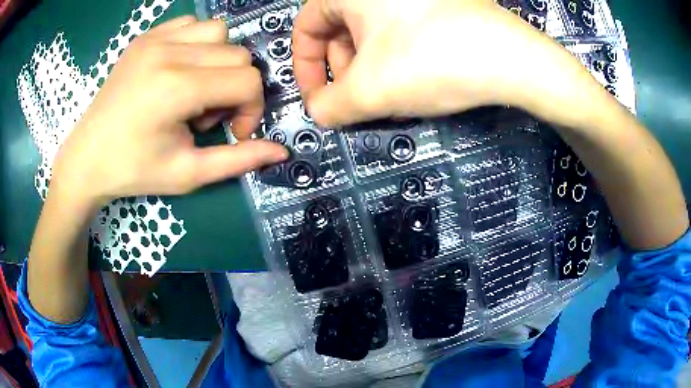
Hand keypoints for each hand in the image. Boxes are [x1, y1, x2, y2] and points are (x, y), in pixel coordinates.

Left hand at [52, 16, 287, 206]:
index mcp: (177, 87)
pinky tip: (180, 70)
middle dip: (235, 87)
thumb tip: (281, 152)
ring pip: (219, 32)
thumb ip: (238, 160)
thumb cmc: (133, 171)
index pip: (248, 80)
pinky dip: (198, 45)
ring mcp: (155, 39)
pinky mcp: (146, 36)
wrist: (86, 158)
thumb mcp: (187, 174)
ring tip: (194, 90)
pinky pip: (191, 24)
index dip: (251, 109)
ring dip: (220, 61)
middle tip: (206, 116)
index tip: (233, 132)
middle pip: (239, 54)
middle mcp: (169, 52)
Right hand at [292, 0, 602, 127]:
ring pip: (370, 31)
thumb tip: (318, 111)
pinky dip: (394, 56)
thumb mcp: (369, 90)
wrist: (512, 59)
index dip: (306, 67)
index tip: (319, 97)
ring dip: (369, 66)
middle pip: (338, 29)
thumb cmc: (434, 60)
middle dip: (342, 69)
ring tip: (388, 93)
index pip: (305, 27)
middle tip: (357, 98)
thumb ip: (328, 106)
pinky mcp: (435, 5)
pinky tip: (410, 77)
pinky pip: (398, 29)